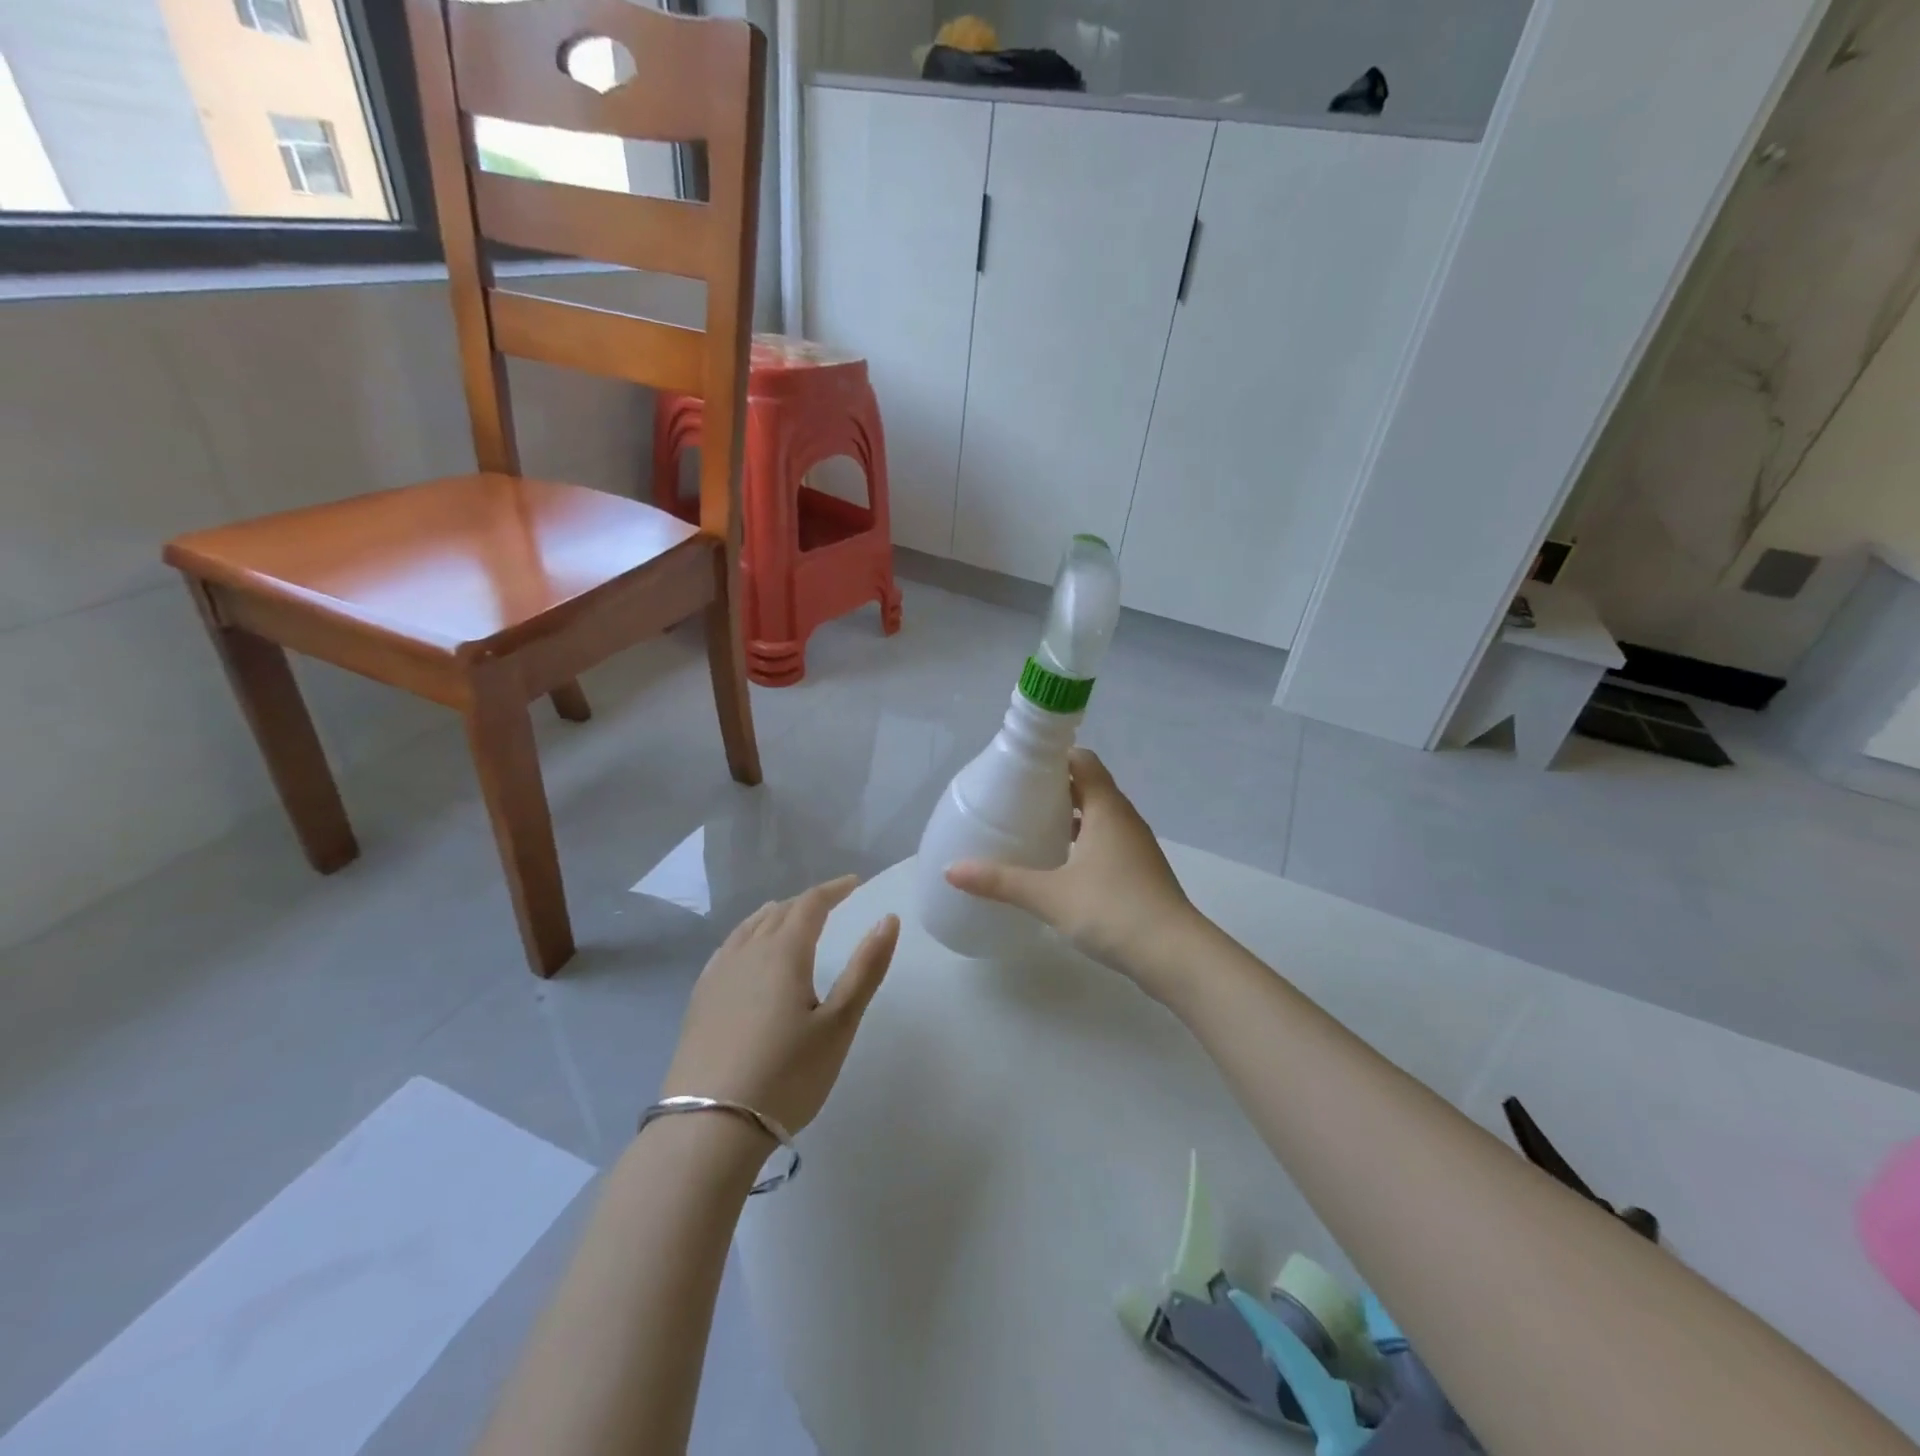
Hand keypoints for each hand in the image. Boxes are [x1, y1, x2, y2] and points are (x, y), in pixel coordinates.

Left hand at [662, 876, 899, 1134]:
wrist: (710, 1127)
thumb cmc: (787, 1075)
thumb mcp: (839, 1024)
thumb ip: (865, 968)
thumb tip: (889, 920)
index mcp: (784, 952)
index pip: (811, 904)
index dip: (834, 889)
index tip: (854, 883)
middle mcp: (748, 951)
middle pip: (779, 911)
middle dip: (807, 902)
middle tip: (830, 903)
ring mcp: (718, 974)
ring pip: (749, 927)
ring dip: (775, 915)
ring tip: (790, 917)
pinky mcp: (699, 998)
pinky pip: (728, 947)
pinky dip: (748, 935)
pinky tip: (747, 952)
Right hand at [946, 748, 1197, 999]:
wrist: (1175, 956)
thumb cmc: (1112, 910)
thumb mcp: (1049, 895)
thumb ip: (1000, 881)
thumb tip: (951, 870)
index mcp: (1107, 808)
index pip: (1082, 761)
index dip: (1053, 757)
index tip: (1020, 767)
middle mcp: (1124, 819)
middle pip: (1089, 787)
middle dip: (1054, 789)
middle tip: (1015, 798)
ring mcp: (1136, 847)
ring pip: (1099, 817)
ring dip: (1070, 818)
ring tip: (1032, 828)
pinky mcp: (1139, 873)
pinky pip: (1106, 843)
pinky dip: (1082, 843)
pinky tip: (1060, 866)